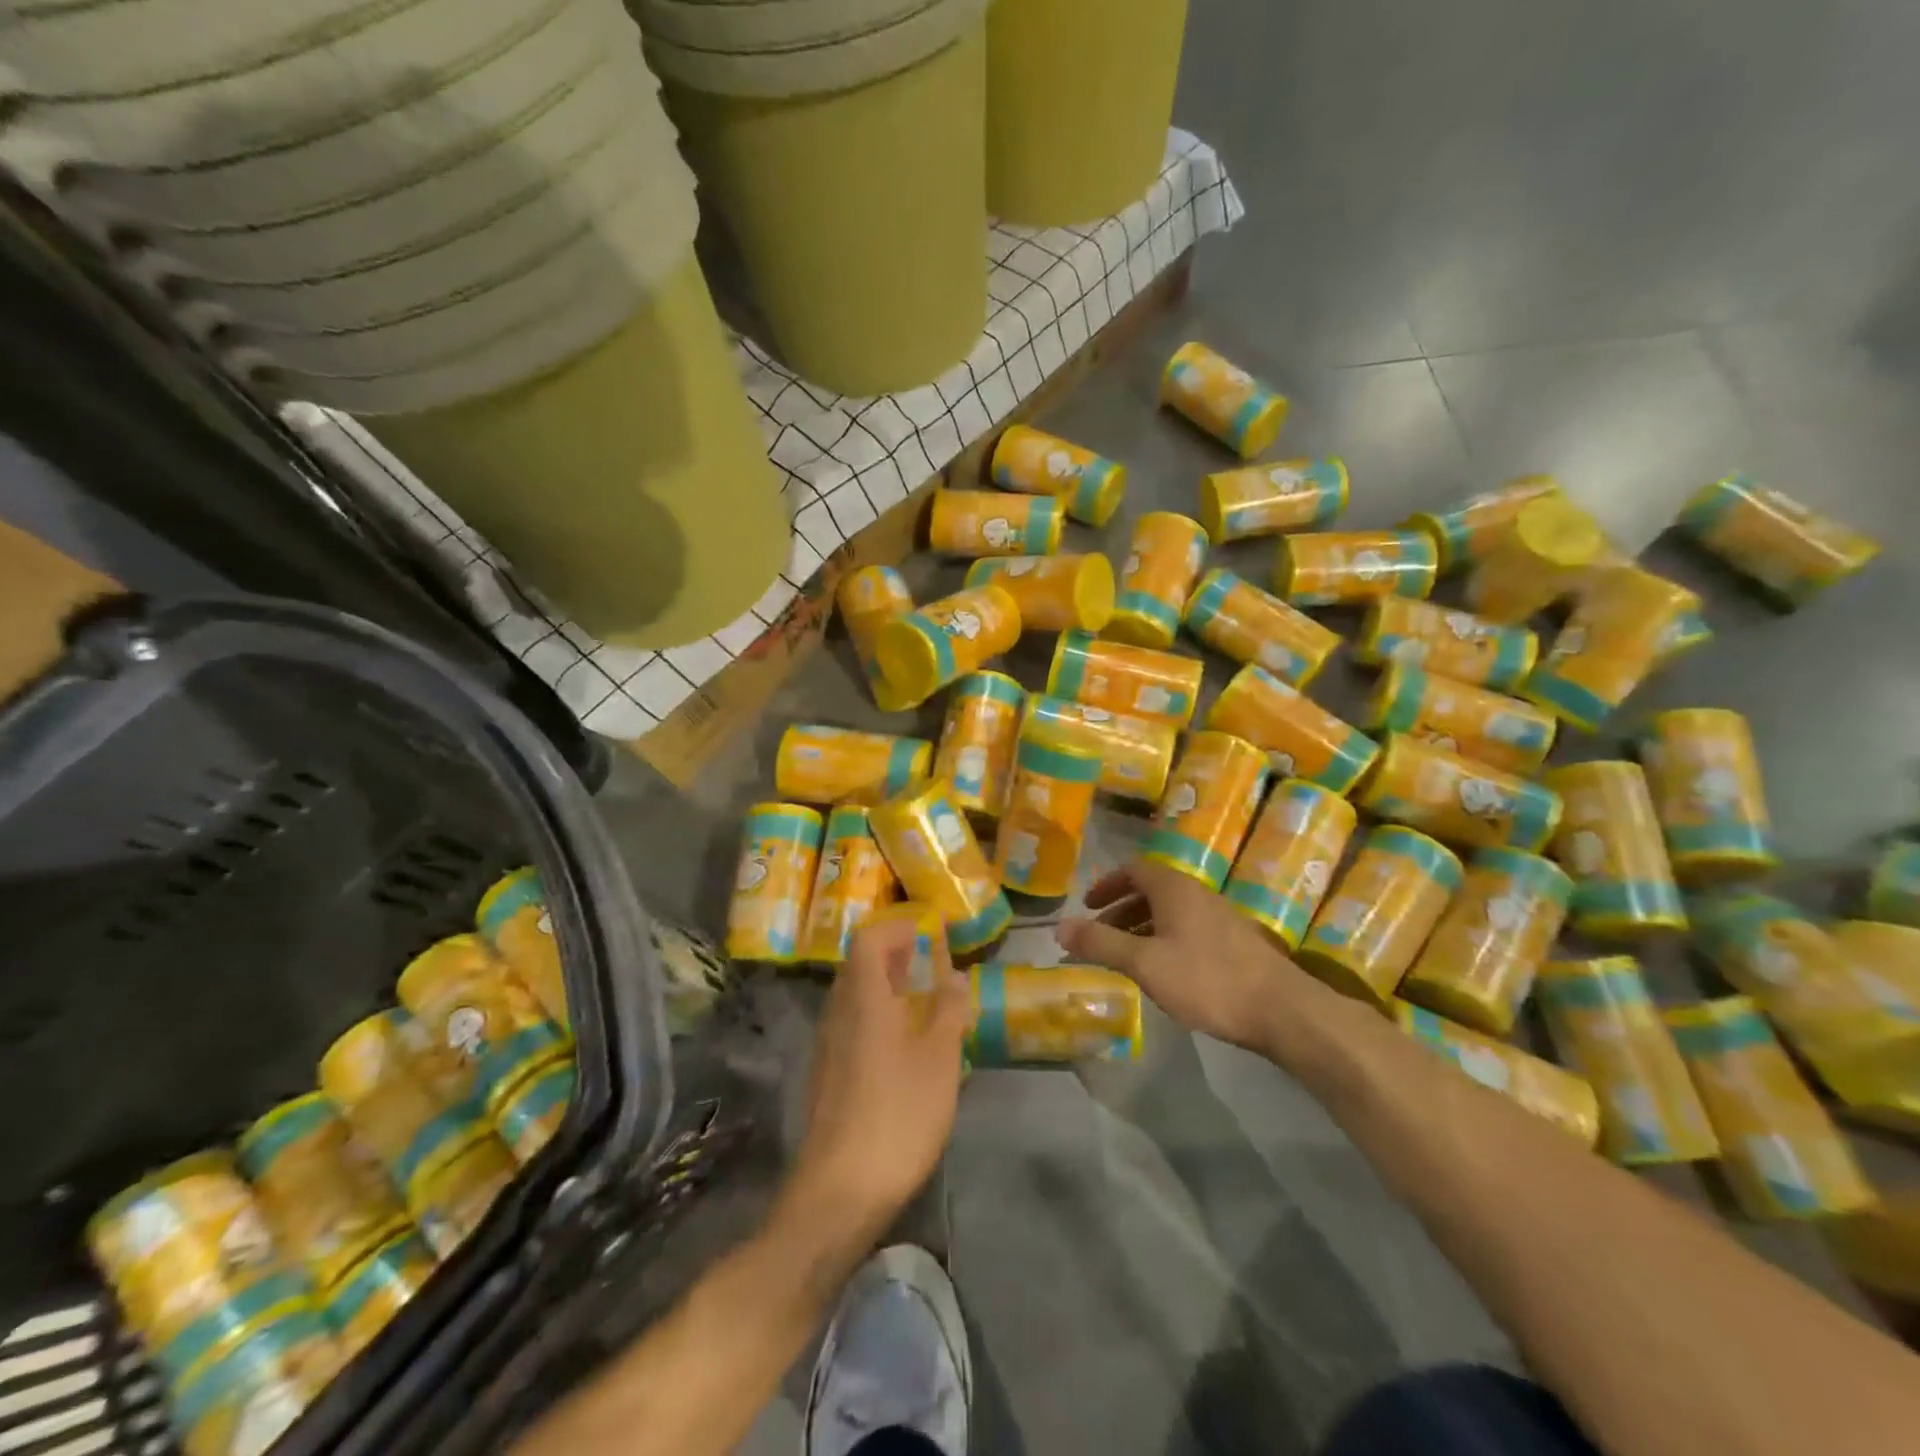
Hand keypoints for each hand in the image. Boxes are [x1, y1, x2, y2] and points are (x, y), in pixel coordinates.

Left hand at [785, 914, 969, 1236]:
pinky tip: (903, 1044)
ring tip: (924, 999)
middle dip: (895, 954)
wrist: (840, 1191)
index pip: (868, 938)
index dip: (897, 927)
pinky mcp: (827, 1074)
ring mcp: (828, 1045)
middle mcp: (838, 1012)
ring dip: (886, 986)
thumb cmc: (898, 1114)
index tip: (929, 932)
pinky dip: (877, 1015)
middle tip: (931, 961)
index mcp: (863, 998)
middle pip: (858, 964)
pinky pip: (852, 1024)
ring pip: (854, 996)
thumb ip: (948, 1011)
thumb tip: (954, 975)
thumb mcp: (939, 1060)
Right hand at [1056, 858, 1323, 1052]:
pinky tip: (1163, 972)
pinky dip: (1164, 940)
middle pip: (1150, 890)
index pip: (1132, 869)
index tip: (1087, 907)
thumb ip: (1100, 943)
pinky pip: (1187, 929)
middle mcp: (1196, 892)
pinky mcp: (1234, 941)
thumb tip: (1059, 927)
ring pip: (1170, 912)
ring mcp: (1219, 916)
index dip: (1106, 885)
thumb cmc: (1206, 979)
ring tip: (1125, 957)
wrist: (1282, 1009)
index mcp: (1173, 888)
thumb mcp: (1144, 962)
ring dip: (1141, 928)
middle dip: (1120, 911)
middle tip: (1099, 937)